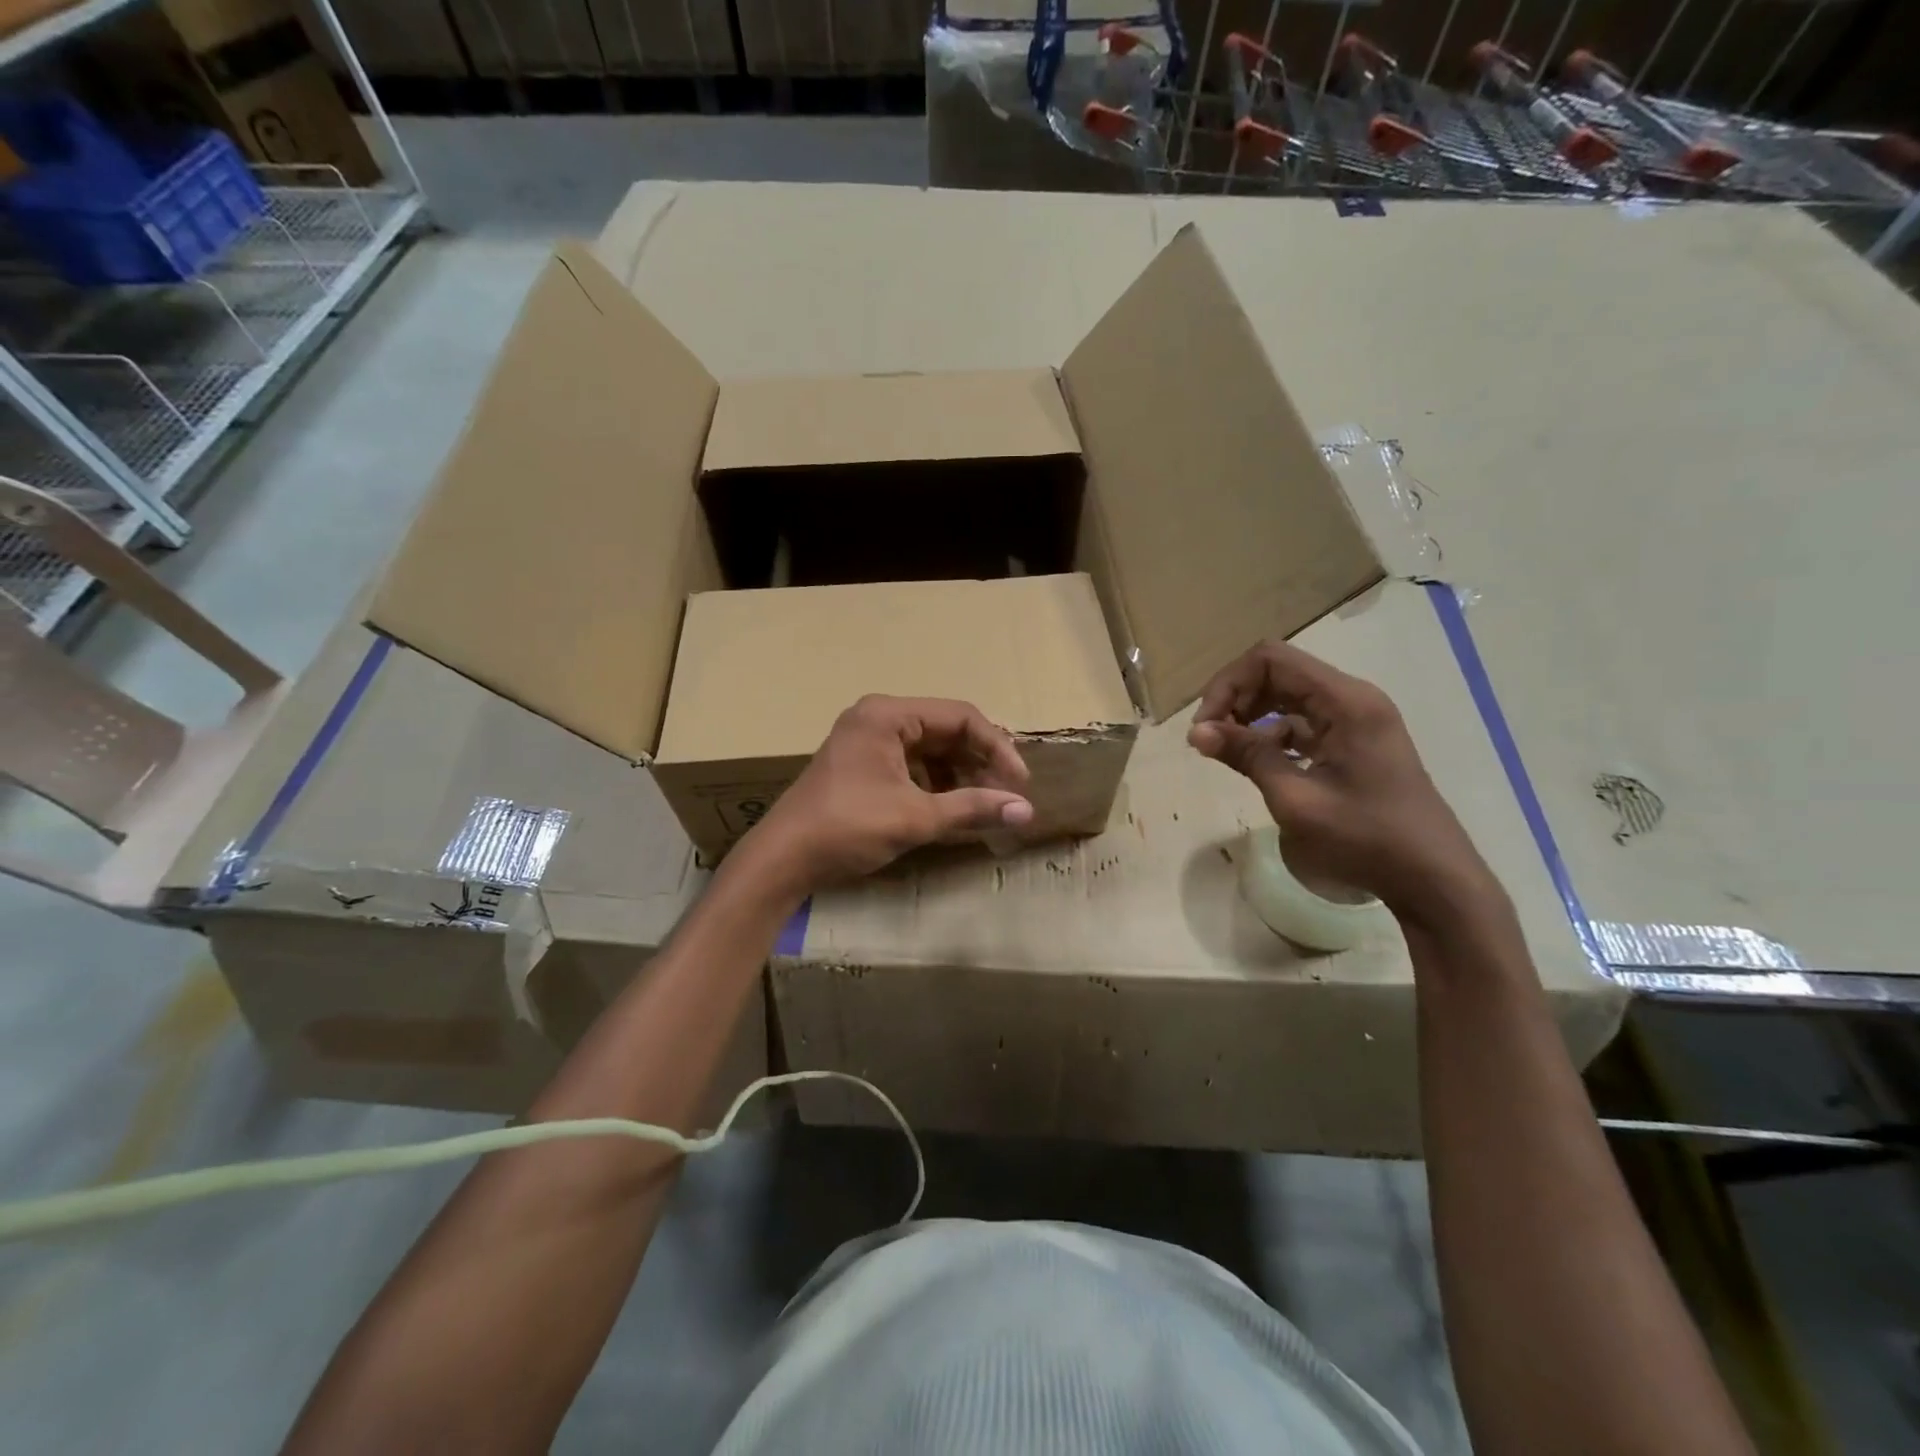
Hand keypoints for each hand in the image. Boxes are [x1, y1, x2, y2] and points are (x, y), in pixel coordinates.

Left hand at [741, 695, 1034, 892]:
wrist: (782, 860)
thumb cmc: (848, 828)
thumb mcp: (915, 818)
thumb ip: (972, 808)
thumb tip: (1026, 810)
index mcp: (888, 715)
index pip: (960, 717)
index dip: (997, 747)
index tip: (1020, 783)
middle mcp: (877, 718)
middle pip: (945, 730)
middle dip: (979, 762)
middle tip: (1007, 796)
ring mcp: (867, 740)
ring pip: (930, 749)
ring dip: (960, 775)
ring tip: (983, 806)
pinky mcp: (861, 765)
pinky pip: (911, 764)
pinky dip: (935, 784)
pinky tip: (950, 809)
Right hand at [1188, 640, 1499, 926]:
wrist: (1433, 879)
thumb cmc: (1365, 838)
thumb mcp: (1296, 799)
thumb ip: (1248, 756)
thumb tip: (1196, 732)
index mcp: (1345, 702)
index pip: (1270, 659)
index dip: (1228, 684)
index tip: (1205, 727)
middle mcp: (1352, 699)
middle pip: (1278, 673)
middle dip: (1235, 699)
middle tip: (1208, 739)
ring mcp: (1355, 721)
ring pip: (1287, 697)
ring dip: (1250, 717)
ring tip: (1226, 753)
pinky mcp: (1354, 743)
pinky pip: (1302, 723)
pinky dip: (1271, 736)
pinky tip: (1257, 765)